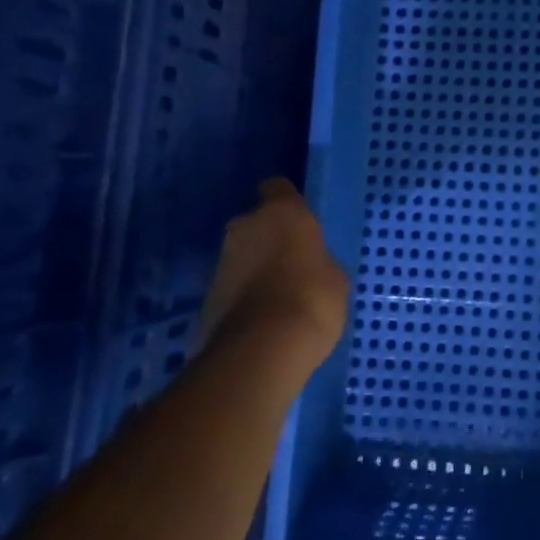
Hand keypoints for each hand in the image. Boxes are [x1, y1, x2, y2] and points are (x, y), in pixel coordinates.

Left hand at [198, 180, 348, 374]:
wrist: (261, 351)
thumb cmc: (311, 299)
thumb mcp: (335, 277)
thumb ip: (318, 260)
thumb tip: (309, 265)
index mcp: (282, 212)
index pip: (278, 188)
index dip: (287, 202)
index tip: (299, 221)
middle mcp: (245, 226)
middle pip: (255, 223)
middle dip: (267, 238)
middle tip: (290, 263)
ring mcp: (220, 261)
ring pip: (241, 255)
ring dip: (253, 268)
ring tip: (276, 296)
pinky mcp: (205, 296)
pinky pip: (231, 287)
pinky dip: (242, 296)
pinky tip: (260, 319)